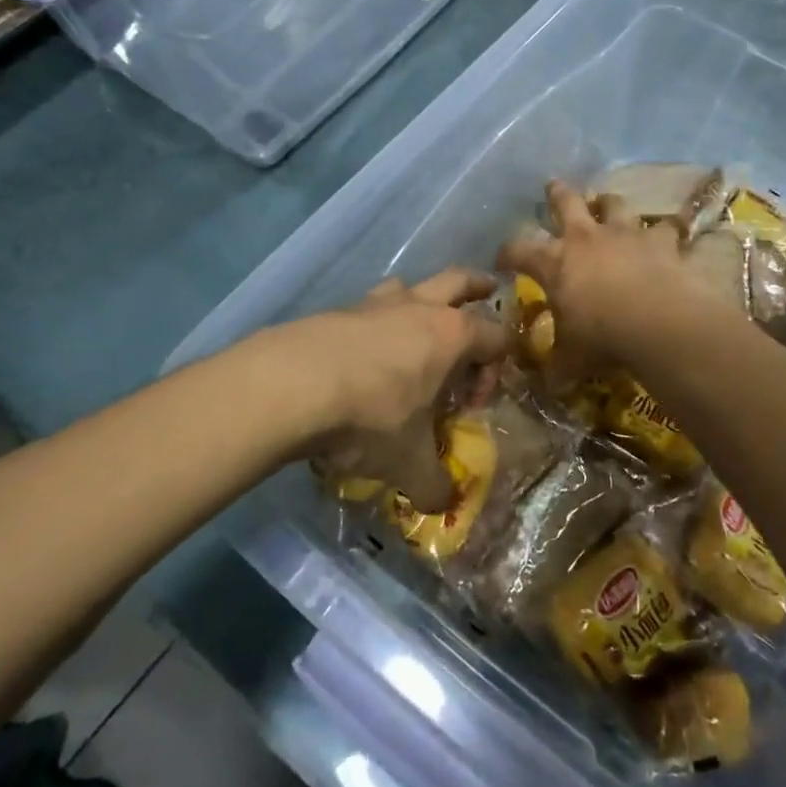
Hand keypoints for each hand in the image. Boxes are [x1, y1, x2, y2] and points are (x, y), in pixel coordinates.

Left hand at [298, 270, 506, 512]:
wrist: (291, 385)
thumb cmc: (370, 417)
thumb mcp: (408, 462)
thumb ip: (433, 484)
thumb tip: (445, 505)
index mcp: (452, 335)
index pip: (495, 338)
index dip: (494, 370)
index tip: (472, 403)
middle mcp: (419, 307)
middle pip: (460, 281)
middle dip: (478, 285)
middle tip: (487, 289)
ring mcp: (376, 303)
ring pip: (410, 285)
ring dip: (421, 299)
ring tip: (418, 322)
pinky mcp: (337, 310)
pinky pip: (368, 307)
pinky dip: (376, 323)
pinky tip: (362, 354)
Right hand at [497, 180, 704, 385]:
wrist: (659, 323)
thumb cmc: (602, 339)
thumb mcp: (571, 360)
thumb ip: (557, 368)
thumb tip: (548, 385)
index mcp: (555, 263)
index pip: (518, 250)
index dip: (507, 253)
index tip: (502, 259)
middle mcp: (586, 238)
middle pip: (566, 203)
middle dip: (557, 194)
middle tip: (553, 185)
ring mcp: (625, 234)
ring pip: (613, 204)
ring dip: (608, 203)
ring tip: (607, 202)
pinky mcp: (661, 240)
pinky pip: (666, 227)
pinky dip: (665, 229)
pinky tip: (669, 232)